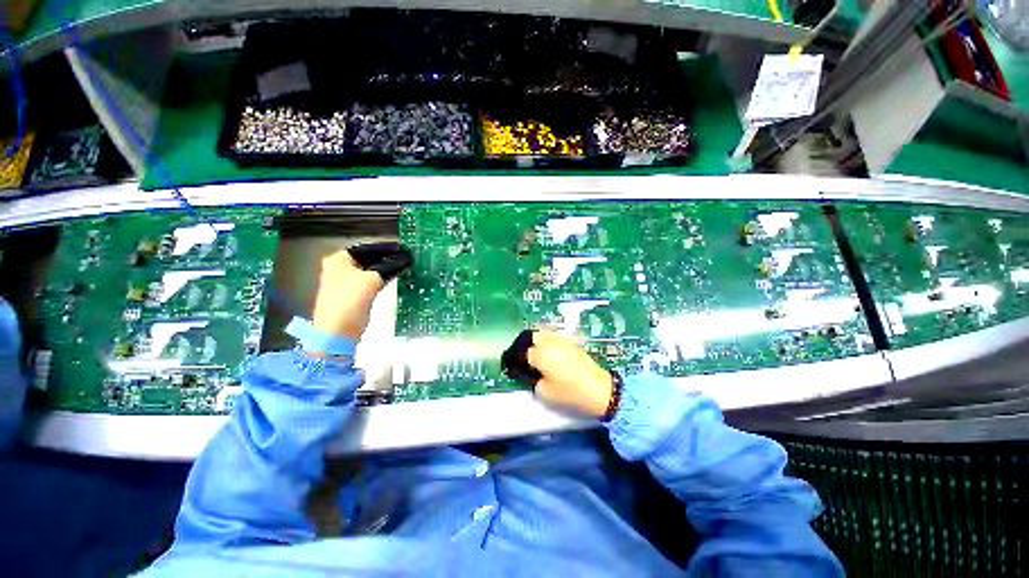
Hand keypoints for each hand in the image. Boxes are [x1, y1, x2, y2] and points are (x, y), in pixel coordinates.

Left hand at [311, 244, 410, 339]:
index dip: (388, 248)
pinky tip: (397, 276)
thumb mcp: (372, 280)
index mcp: (340, 259)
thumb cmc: (350, 301)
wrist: (338, 331)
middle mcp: (341, 267)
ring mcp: (347, 281)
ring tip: (406, 265)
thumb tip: (407, 259)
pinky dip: (385, 277)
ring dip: (388, 268)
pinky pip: (373, 280)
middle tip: (408, 257)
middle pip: (370, 258)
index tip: (406, 249)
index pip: (369, 248)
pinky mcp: (355, 294)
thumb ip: (390, 267)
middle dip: (389, 258)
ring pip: (373, 269)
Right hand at [504, 331, 613, 417]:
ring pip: (545, 334)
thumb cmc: (569, 392)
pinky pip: (555, 338)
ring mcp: (562, 341)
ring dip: (538, 342)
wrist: (599, 389)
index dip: (517, 360)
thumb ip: (532, 381)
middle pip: (533, 336)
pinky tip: (551, 355)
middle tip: (527, 358)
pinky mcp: (572, 343)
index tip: (515, 367)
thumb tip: (530, 373)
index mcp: (540, 354)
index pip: (522, 353)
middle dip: (527, 345)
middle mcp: (549, 343)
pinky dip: (550, 343)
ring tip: (538, 355)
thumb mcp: (545, 393)